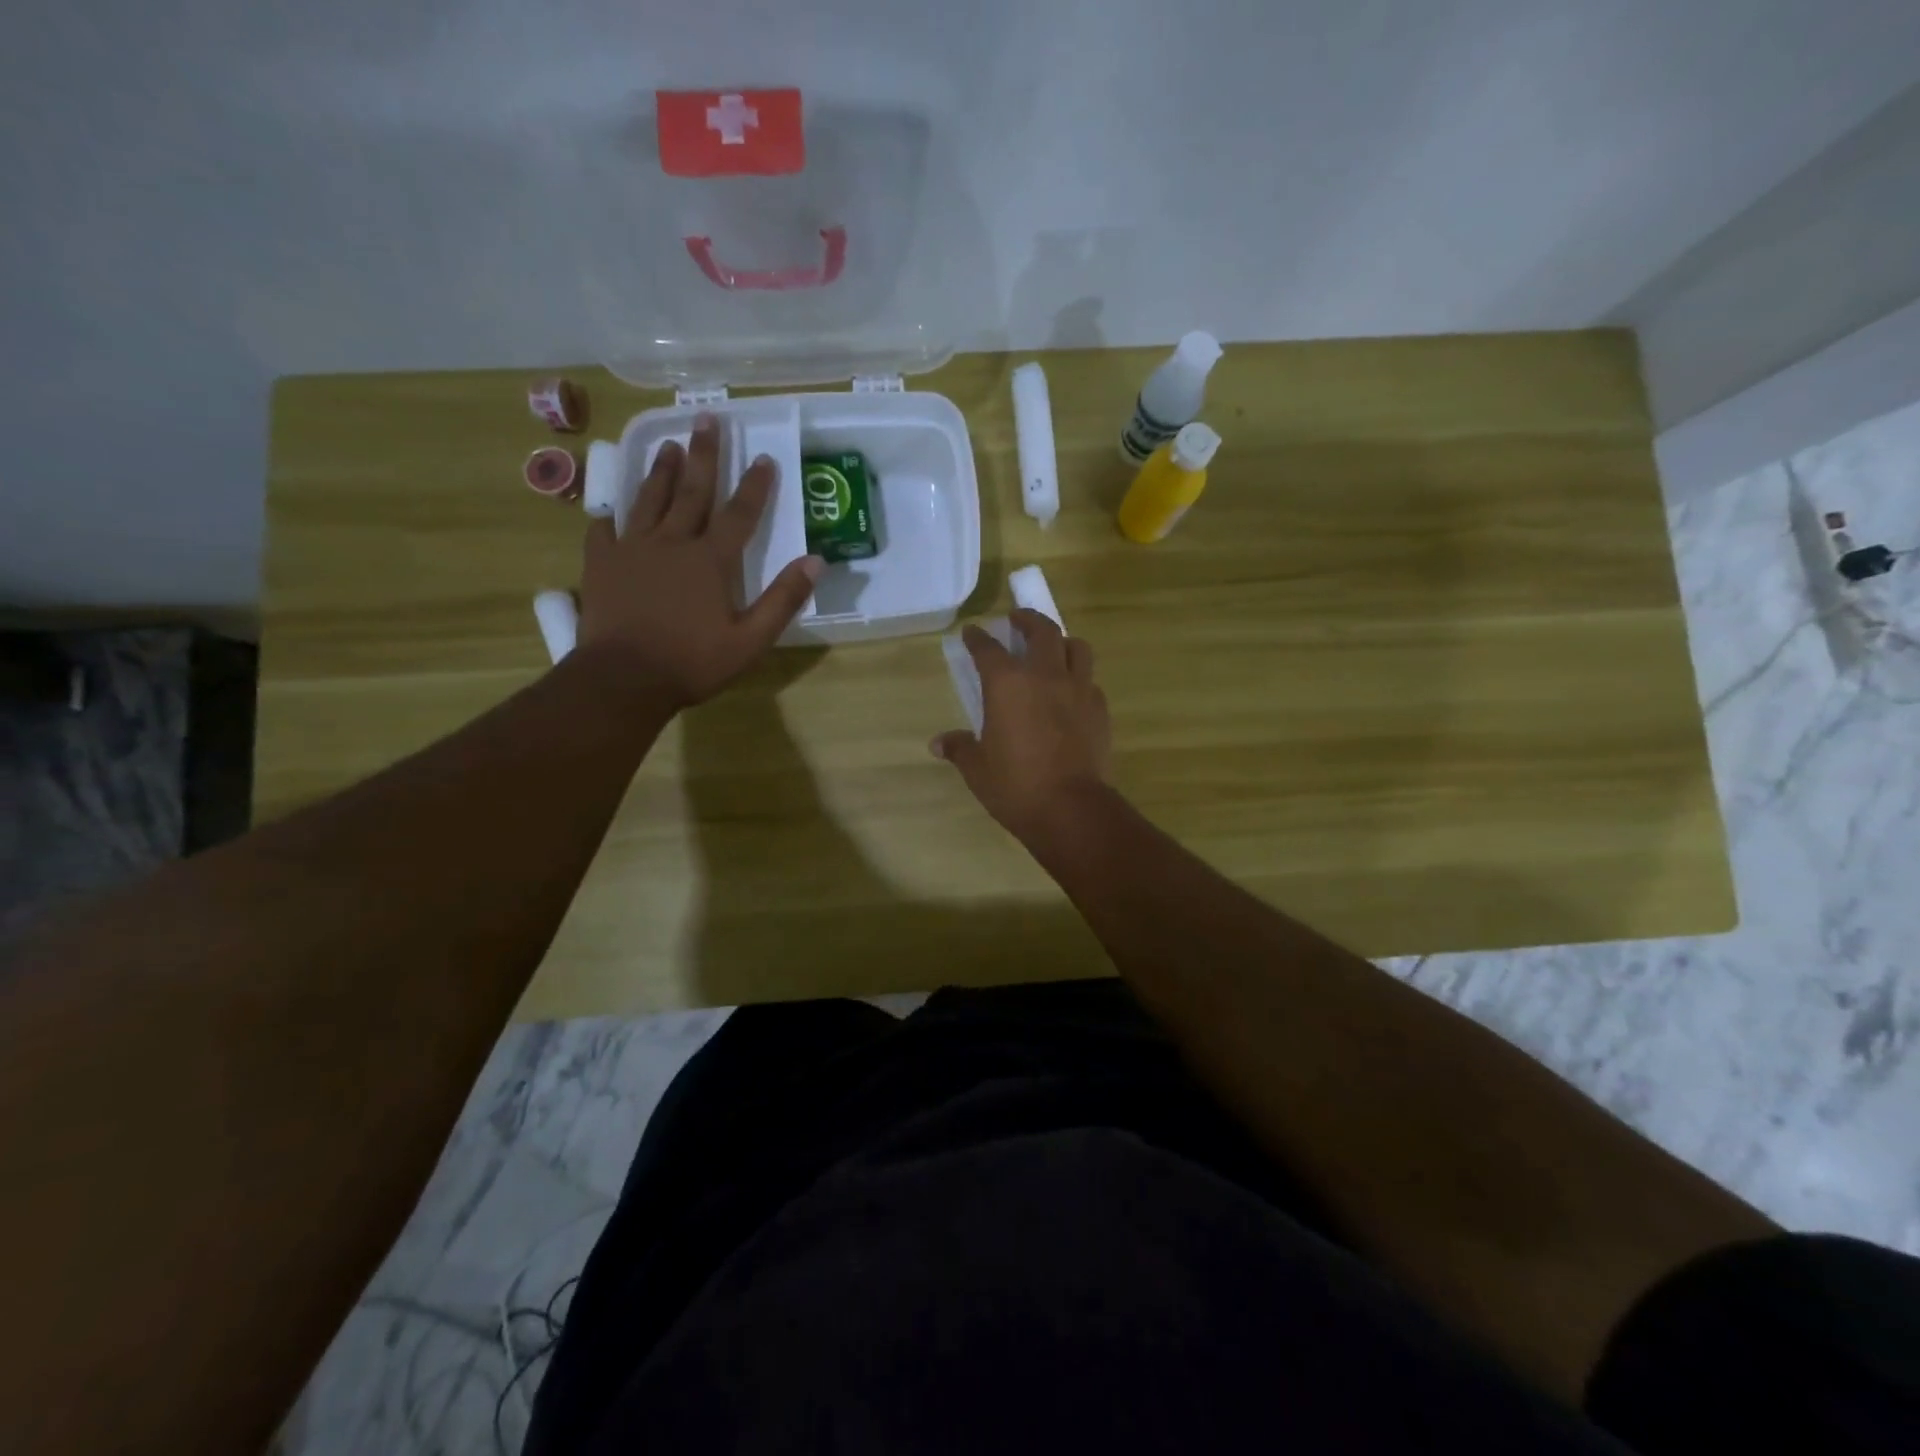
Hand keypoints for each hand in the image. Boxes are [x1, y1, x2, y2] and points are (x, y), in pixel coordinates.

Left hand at [578, 415, 822, 711]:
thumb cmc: (692, 662)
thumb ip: (783, 600)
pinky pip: (604, 531)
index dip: (755, 486)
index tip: (764, 457)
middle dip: (703, 455)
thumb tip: (816, 562)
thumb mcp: (751, 640)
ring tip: (668, 445)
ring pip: (649, 500)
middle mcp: (672, 543)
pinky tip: (610, 510)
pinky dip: (609, 517)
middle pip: (691, 491)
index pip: (739, 515)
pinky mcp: (601, 564)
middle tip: (706, 419)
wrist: (623, 679)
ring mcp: (632, 550)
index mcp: (710, 561)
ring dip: (661, 472)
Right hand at [931, 608, 1110, 840]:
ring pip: (1076, 647)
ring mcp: (1078, 690)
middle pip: (1041, 630)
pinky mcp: (1100, 709)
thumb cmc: (1016, 786)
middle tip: (1018, 619)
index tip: (972, 632)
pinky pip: (1090, 680)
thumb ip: (960, 748)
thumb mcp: (977, 769)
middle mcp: (1045, 676)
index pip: (988, 649)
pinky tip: (1072, 691)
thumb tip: (938, 743)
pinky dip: (1079, 677)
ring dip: (1062, 641)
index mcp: (1008, 684)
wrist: (1071, 809)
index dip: (978, 638)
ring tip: (1053, 647)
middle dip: (1027, 619)